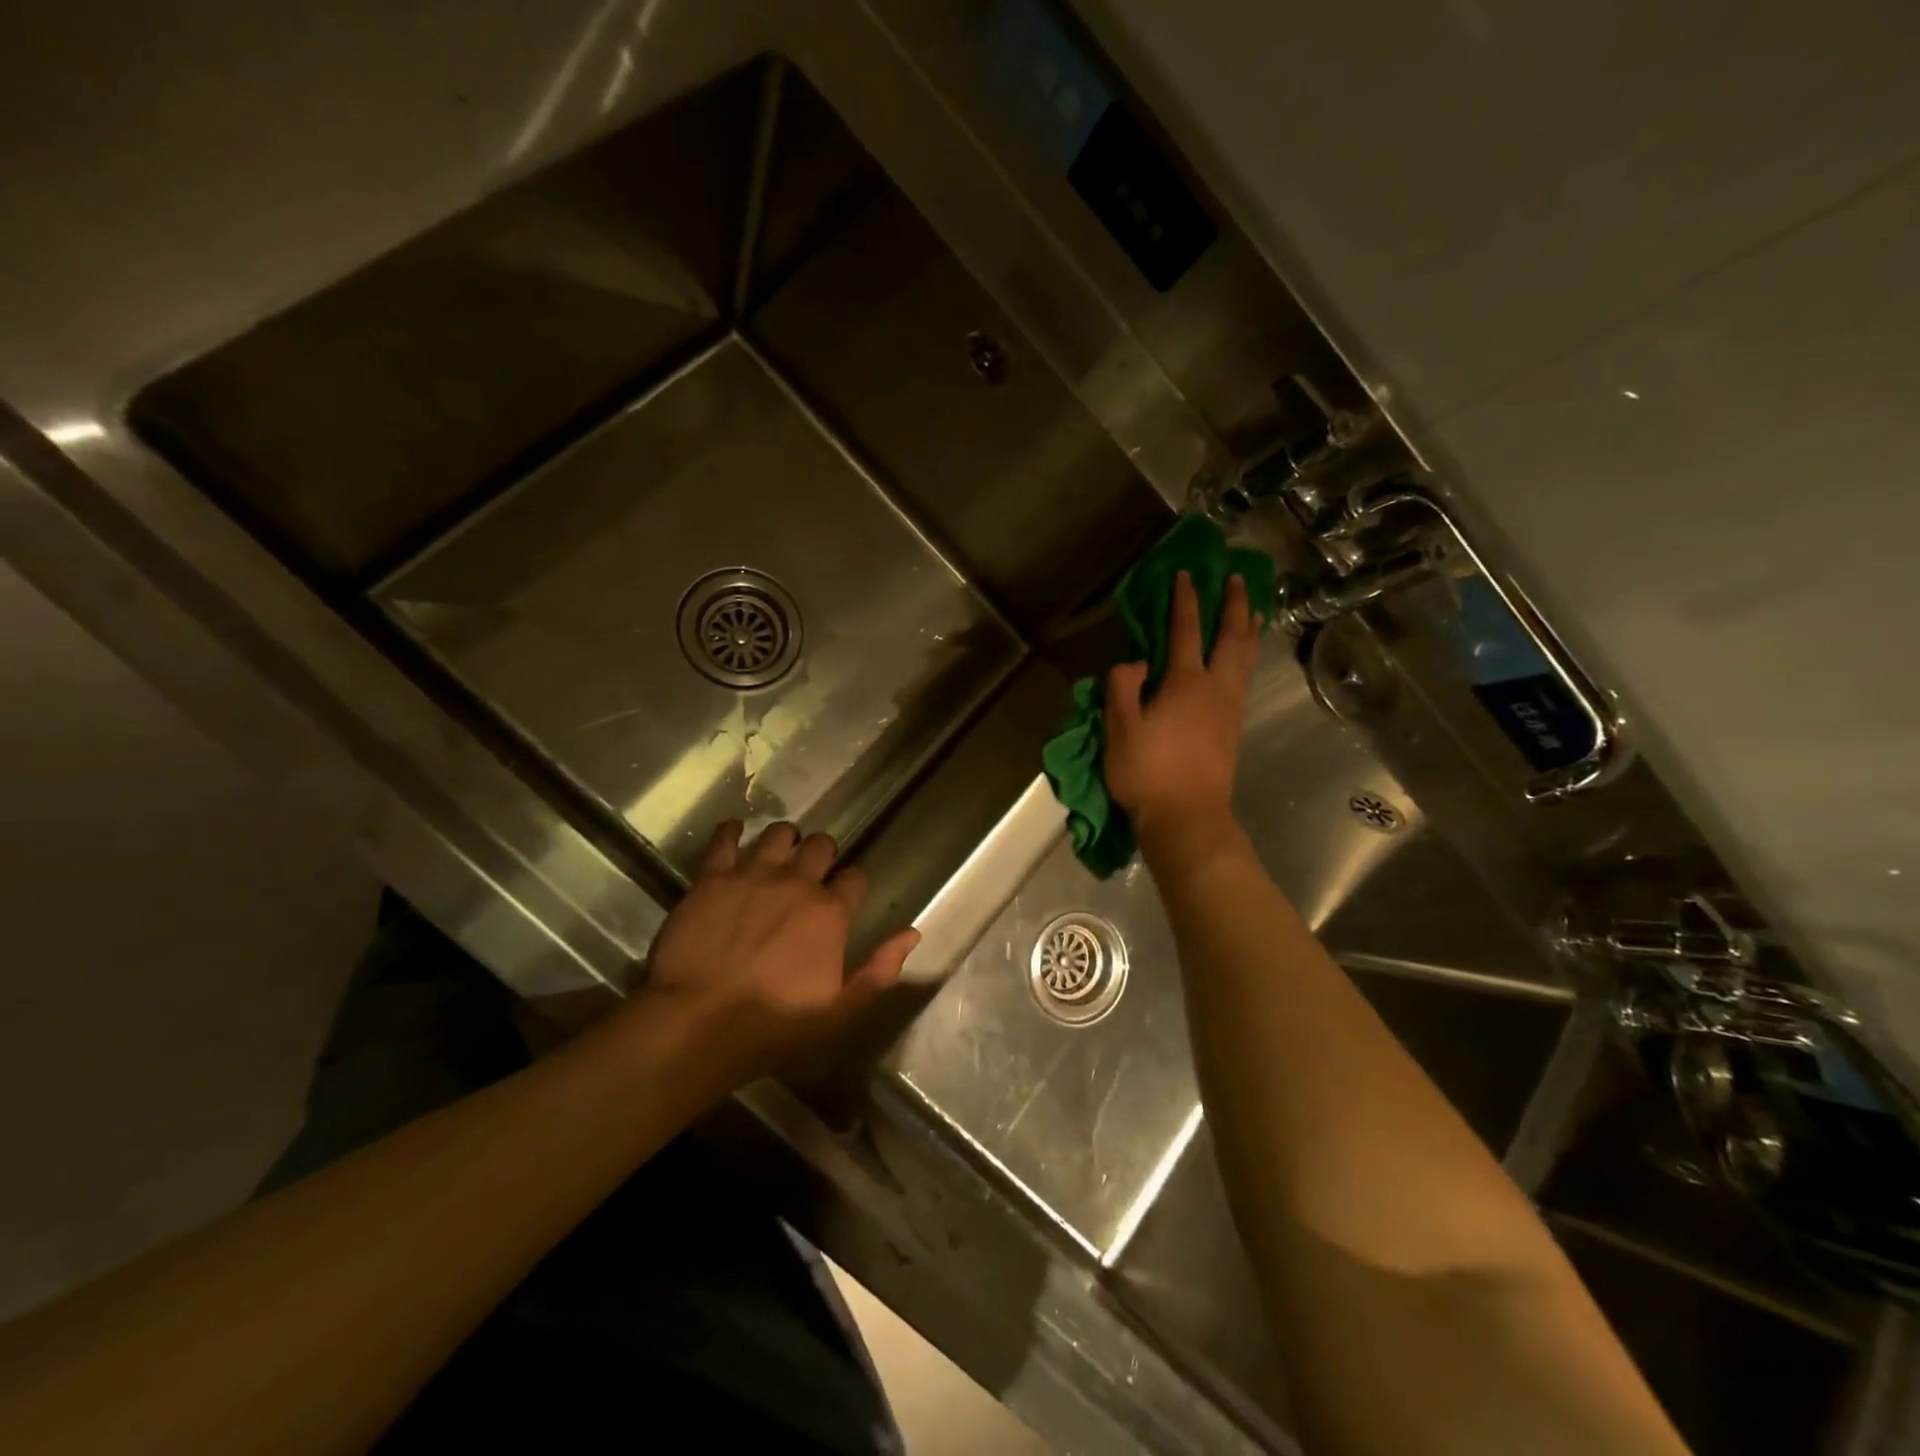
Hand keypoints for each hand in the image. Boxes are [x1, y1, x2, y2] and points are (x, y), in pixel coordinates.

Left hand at [636, 821, 918, 1084]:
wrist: (698, 1023)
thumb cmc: (773, 1025)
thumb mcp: (839, 1011)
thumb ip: (878, 970)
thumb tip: (911, 933)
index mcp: (830, 912)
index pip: (855, 878)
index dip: (853, 885)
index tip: (845, 896)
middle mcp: (797, 882)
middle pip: (821, 846)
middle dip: (822, 854)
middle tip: (812, 871)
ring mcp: (753, 875)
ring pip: (779, 834)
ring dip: (784, 840)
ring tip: (777, 854)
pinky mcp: (713, 877)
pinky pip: (725, 838)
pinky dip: (731, 832)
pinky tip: (734, 833)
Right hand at [1105, 570, 1258, 846]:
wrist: (1187, 819)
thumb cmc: (1148, 773)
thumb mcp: (1120, 729)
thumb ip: (1123, 687)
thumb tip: (1136, 662)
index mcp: (1185, 683)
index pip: (1185, 630)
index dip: (1185, 600)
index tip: (1186, 574)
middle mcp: (1215, 688)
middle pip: (1231, 637)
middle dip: (1234, 604)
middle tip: (1236, 579)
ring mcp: (1229, 709)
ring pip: (1245, 657)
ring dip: (1248, 628)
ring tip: (1252, 608)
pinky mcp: (1232, 728)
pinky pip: (1244, 677)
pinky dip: (1246, 655)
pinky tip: (1242, 656)